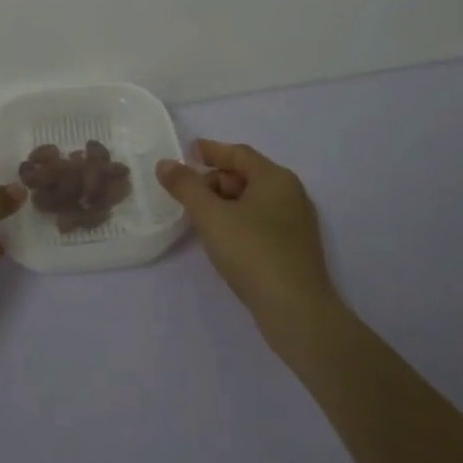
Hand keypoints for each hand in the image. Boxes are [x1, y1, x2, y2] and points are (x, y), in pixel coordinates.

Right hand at [157, 139, 338, 332]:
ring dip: (226, 203)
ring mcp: (297, 223)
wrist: (297, 311)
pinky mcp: (295, 249)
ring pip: (254, 201)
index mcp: (275, 178)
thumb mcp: (211, 216)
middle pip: (247, 176)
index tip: (188, 152)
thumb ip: (186, 187)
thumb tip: (166, 164)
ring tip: (201, 218)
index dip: (211, 151)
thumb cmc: (252, 253)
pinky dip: (239, 221)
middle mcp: (291, 194)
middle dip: (215, 180)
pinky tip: (224, 239)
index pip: (238, 154)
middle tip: (188, 193)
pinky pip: (262, 222)